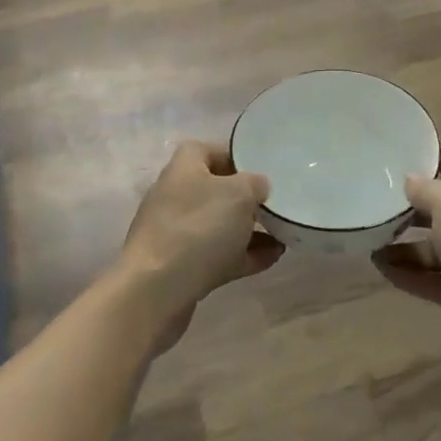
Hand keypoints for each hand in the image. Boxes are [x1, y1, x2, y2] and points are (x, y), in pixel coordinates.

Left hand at [118, 140, 281, 349]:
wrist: (157, 291)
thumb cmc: (198, 228)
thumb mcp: (239, 194)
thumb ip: (255, 183)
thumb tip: (258, 187)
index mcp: (184, 168)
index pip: (206, 150)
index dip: (233, 156)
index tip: (261, 168)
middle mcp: (176, 196)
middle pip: (215, 190)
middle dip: (246, 198)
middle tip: (276, 204)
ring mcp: (176, 234)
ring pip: (218, 225)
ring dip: (249, 230)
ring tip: (282, 234)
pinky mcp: (181, 267)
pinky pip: (218, 255)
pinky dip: (243, 255)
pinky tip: (273, 258)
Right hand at [373, 147, 440, 361]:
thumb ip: (424, 188)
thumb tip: (408, 181)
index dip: (417, 155)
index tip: (382, 154)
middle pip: (437, 205)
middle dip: (404, 205)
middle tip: (365, 201)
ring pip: (433, 245)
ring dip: (402, 245)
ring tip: (367, 242)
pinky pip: (434, 278)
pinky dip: (410, 276)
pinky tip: (382, 270)